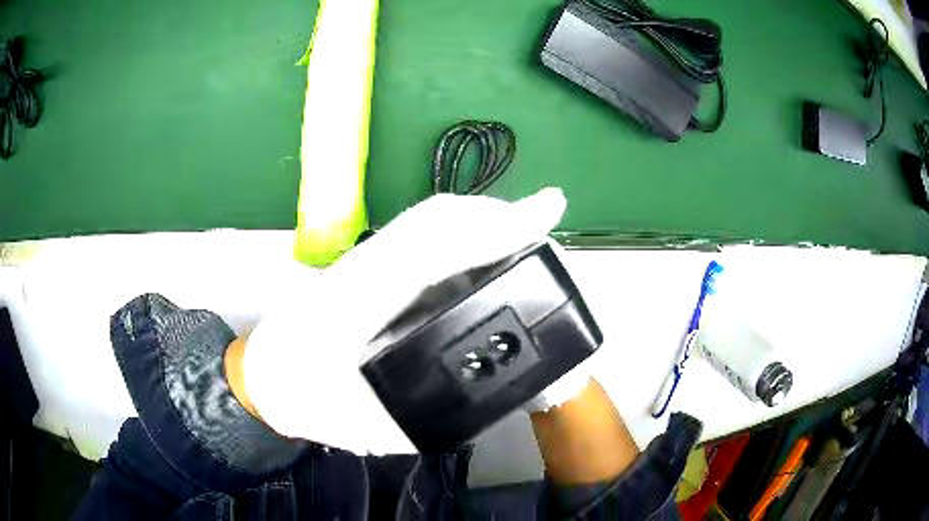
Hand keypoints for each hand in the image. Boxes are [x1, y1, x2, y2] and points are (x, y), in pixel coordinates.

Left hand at [239, 188, 566, 453]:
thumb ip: (420, 419)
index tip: (541, 217)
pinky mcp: (367, 268)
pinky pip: (419, 238)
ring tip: (522, 232)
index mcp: (353, 304)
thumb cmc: (303, 402)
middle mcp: (359, 270)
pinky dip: (458, 235)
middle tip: (542, 220)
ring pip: (426, 222)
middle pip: (433, 219)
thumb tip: (478, 402)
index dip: (490, 229)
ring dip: (479, 220)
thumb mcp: (364, 429)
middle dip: (494, 214)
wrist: (264, 379)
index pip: (430, 247)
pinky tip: (481, 252)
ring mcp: (362, 263)